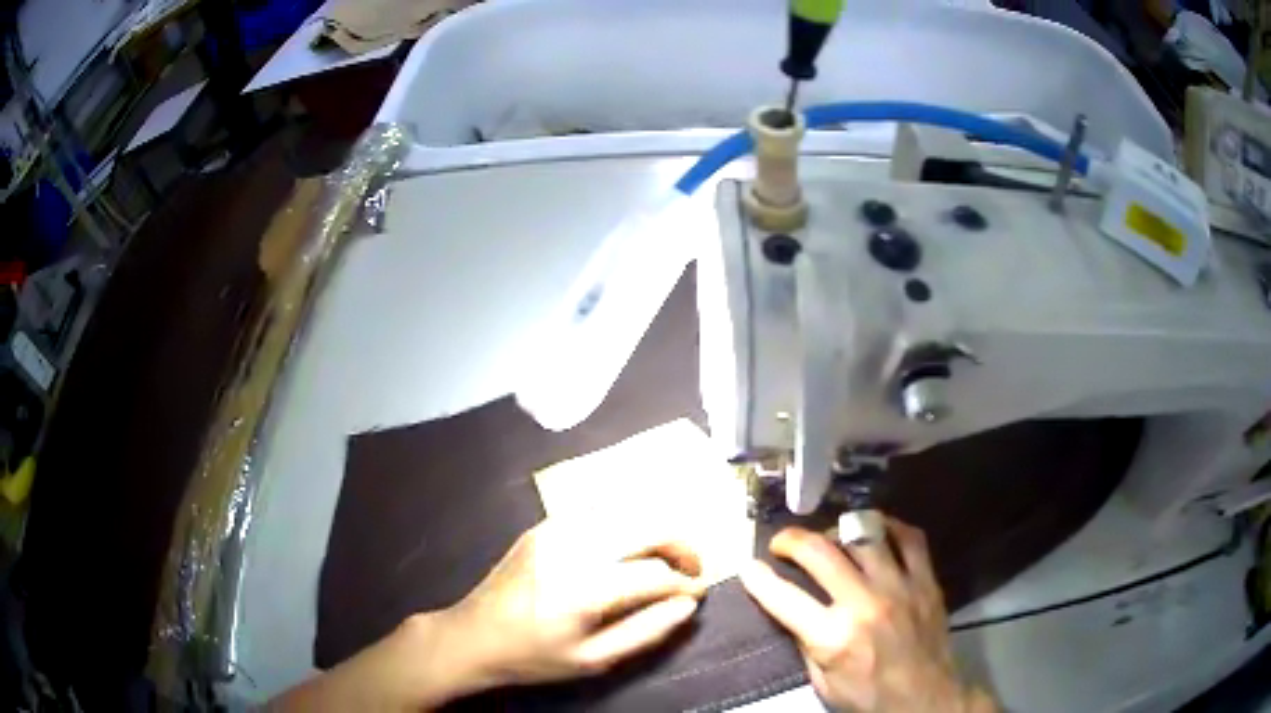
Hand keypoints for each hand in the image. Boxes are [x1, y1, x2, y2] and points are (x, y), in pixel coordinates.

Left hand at [272, 521, 705, 711]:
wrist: (473, 635)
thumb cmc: (534, 657)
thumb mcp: (594, 660)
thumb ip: (647, 631)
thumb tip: (688, 605)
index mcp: (584, 589)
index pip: (655, 574)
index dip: (687, 582)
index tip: (701, 591)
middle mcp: (573, 548)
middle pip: (648, 526)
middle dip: (682, 544)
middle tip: (693, 568)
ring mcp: (556, 529)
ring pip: (627, 511)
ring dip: (656, 530)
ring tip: (668, 556)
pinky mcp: (544, 524)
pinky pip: (599, 511)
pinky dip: (627, 522)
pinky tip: (632, 544)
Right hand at [740, 518, 995, 712]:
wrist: (924, 698)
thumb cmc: (868, 696)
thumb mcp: (822, 682)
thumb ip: (806, 643)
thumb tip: (793, 610)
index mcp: (833, 637)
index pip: (784, 598)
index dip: (759, 579)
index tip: (749, 566)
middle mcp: (864, 604)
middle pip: (821, 553)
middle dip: (792, 540)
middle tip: (783, 543)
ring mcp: (899, 586)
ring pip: (865, 535)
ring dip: (838, 531)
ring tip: (830, 537)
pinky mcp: (926, 581)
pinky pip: (910, 538)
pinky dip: (890, 527)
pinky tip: (877, 529)